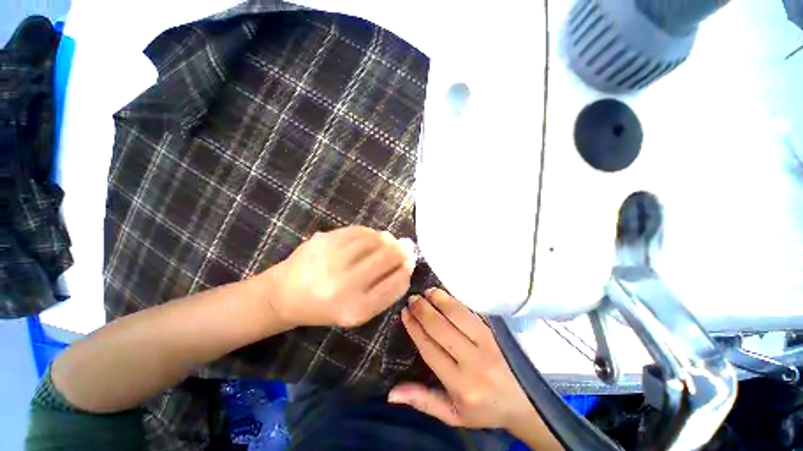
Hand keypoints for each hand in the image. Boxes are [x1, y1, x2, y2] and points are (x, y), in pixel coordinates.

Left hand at [264, 226, 414, 328]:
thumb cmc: (324, 308)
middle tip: (404, 246)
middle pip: (390, 256)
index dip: (408, 269)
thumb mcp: (357, 311)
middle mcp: (345, 284)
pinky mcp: (324, 240)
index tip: (409, 263)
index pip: (398, 282)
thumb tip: (406, 264)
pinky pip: (359, 230)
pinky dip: (370, 233)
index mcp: (356, 309)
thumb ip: (385, 292)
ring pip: (376, 239)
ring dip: (387, 239)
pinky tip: (370, 238)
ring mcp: (333, 259)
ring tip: (387, 242)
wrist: (283, 296)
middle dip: (402, 250)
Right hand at [388, 289, 533, 430]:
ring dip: (439, 300)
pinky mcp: (495, 331)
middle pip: (441, 328)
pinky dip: (454, 300)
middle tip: (412, 299)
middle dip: (423, 310)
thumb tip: (391, 393)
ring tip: (426, 292)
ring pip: (457, 314)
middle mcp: (473, 361)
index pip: (429, 349)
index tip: (404, 313)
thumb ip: (423, 401)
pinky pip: (470, 311)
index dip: (415, 328)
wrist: (525, 402)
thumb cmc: (484, 410)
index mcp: (460, 385)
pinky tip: (444, 294)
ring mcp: (487, 342)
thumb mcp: (452, 415)